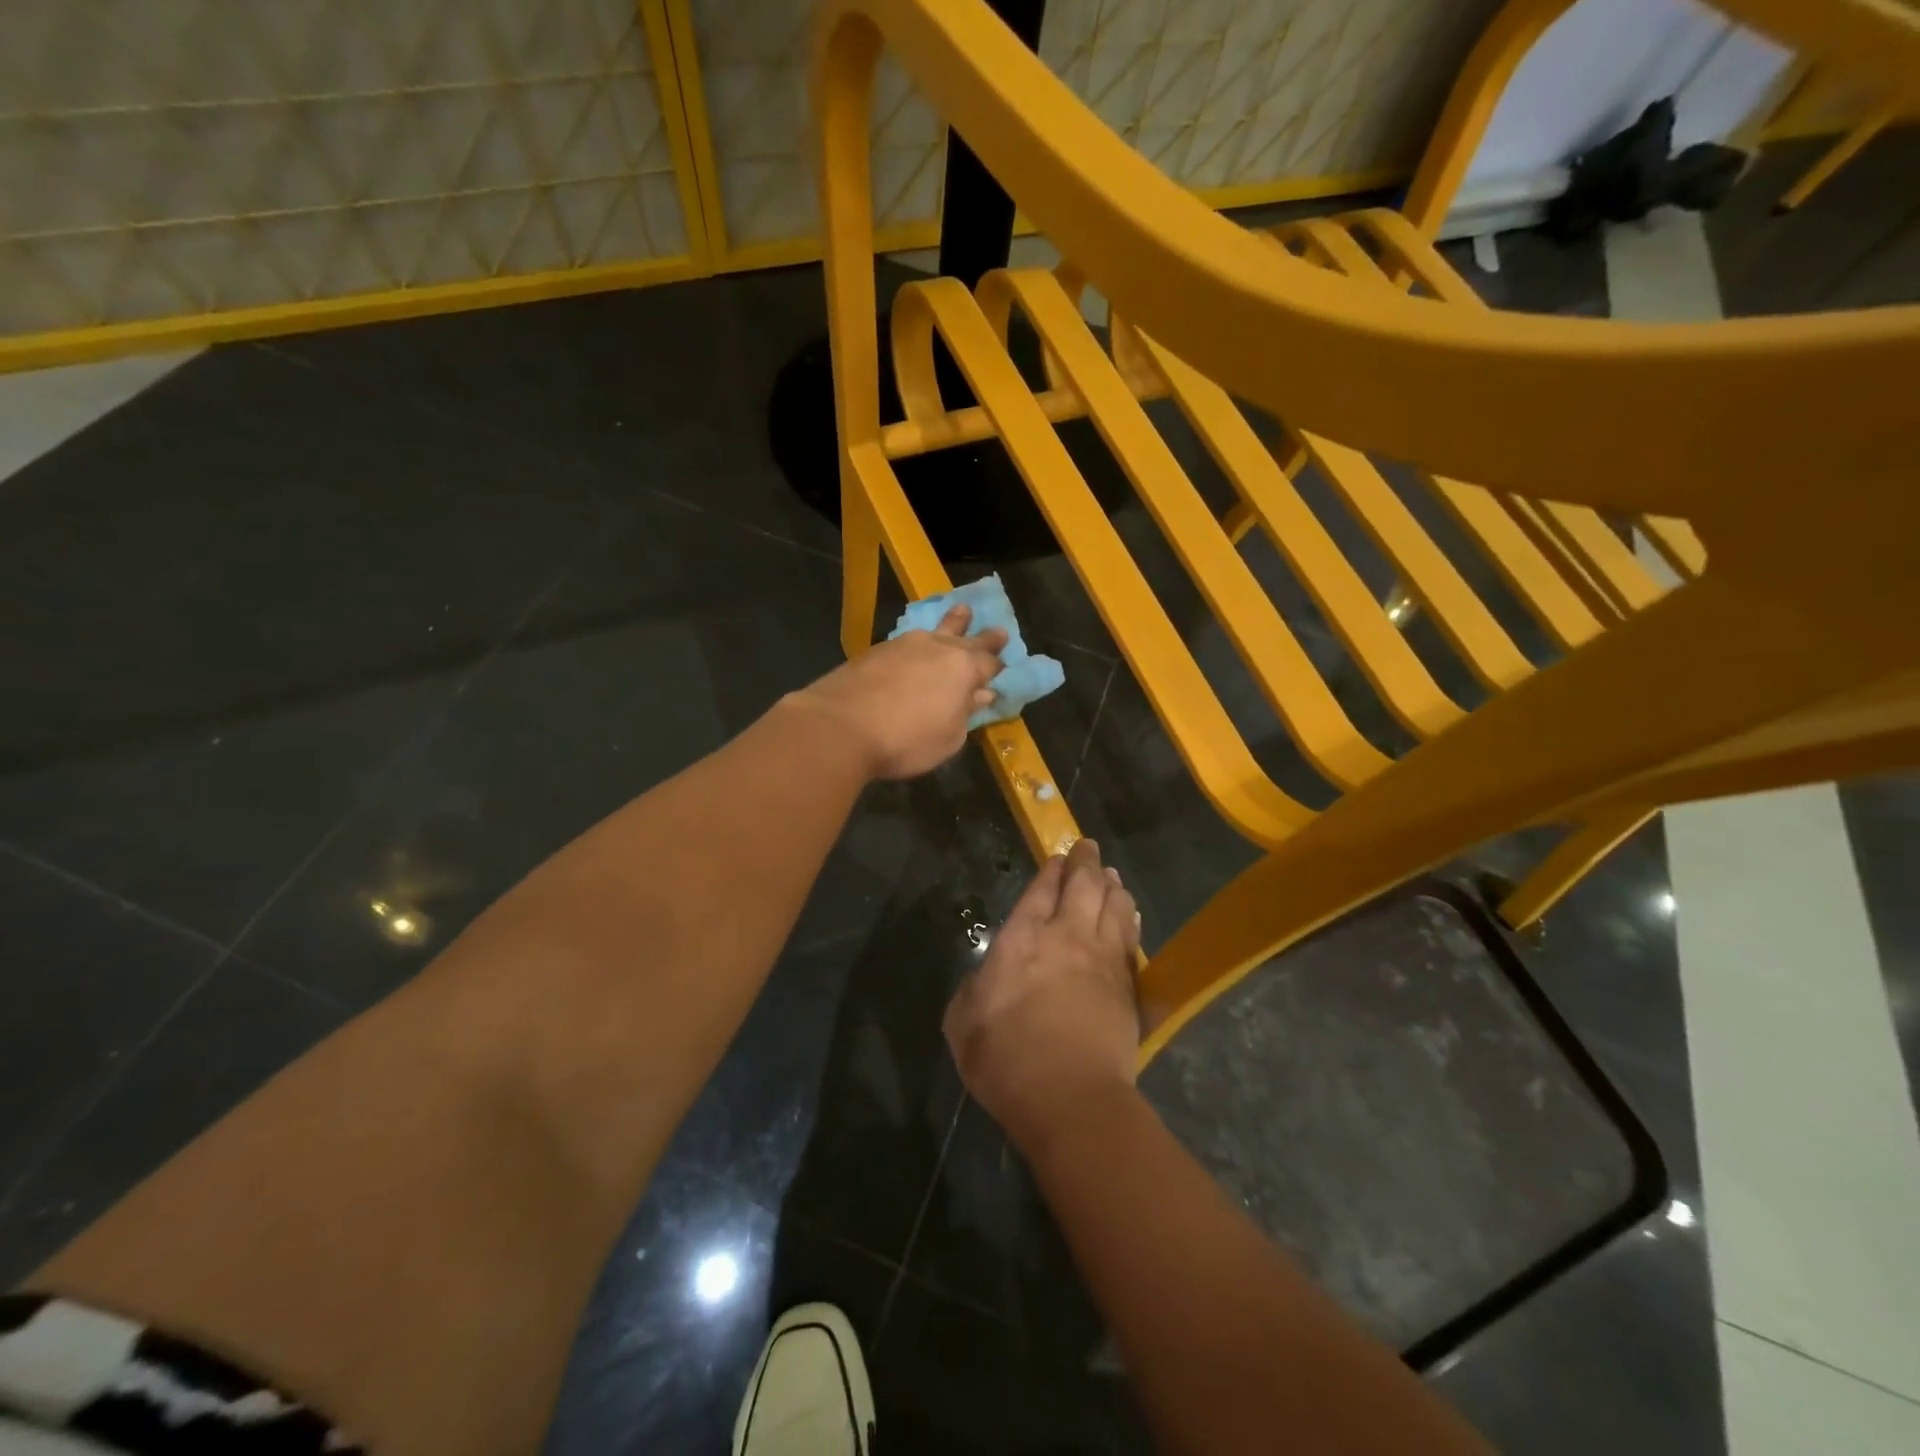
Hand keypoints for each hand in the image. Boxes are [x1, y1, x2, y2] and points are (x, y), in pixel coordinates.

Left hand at [791, 604, 1006, 779]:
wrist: (840, 726)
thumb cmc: (905, 740)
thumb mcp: (948, 737)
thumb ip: (966, 713)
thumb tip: (981, 694)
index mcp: (963, 669)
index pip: (989, 665)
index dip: (999, 668)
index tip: (1006, 667)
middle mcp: (937, 648)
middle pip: (967, 639)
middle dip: (984, 637)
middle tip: (1000, 630)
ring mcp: (904, 645)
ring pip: (935, 630)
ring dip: (952, 623)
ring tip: (961, 612)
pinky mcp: (876, 651)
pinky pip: (908, 640)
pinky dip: (920, 640)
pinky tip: (918, 643)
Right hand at [944, 837, 1142, 1154]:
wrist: (1069, 1097)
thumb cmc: (1005, 1059)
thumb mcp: (963, 1021)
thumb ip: (975, 987)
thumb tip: (988, 976)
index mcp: (1022, 939)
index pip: (1041, 890)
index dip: (1052, 870)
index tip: (1059, 857)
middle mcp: (1066, 937)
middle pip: (1083, 886)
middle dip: (1086, 862)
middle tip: (1088, 848)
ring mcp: (1102, 959)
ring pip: (1114, 905)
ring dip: (1112, 885)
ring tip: (1111, 875)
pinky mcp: (1127, 985)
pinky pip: (1131, 938)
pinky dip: (1131, 918)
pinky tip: (1131, 912)